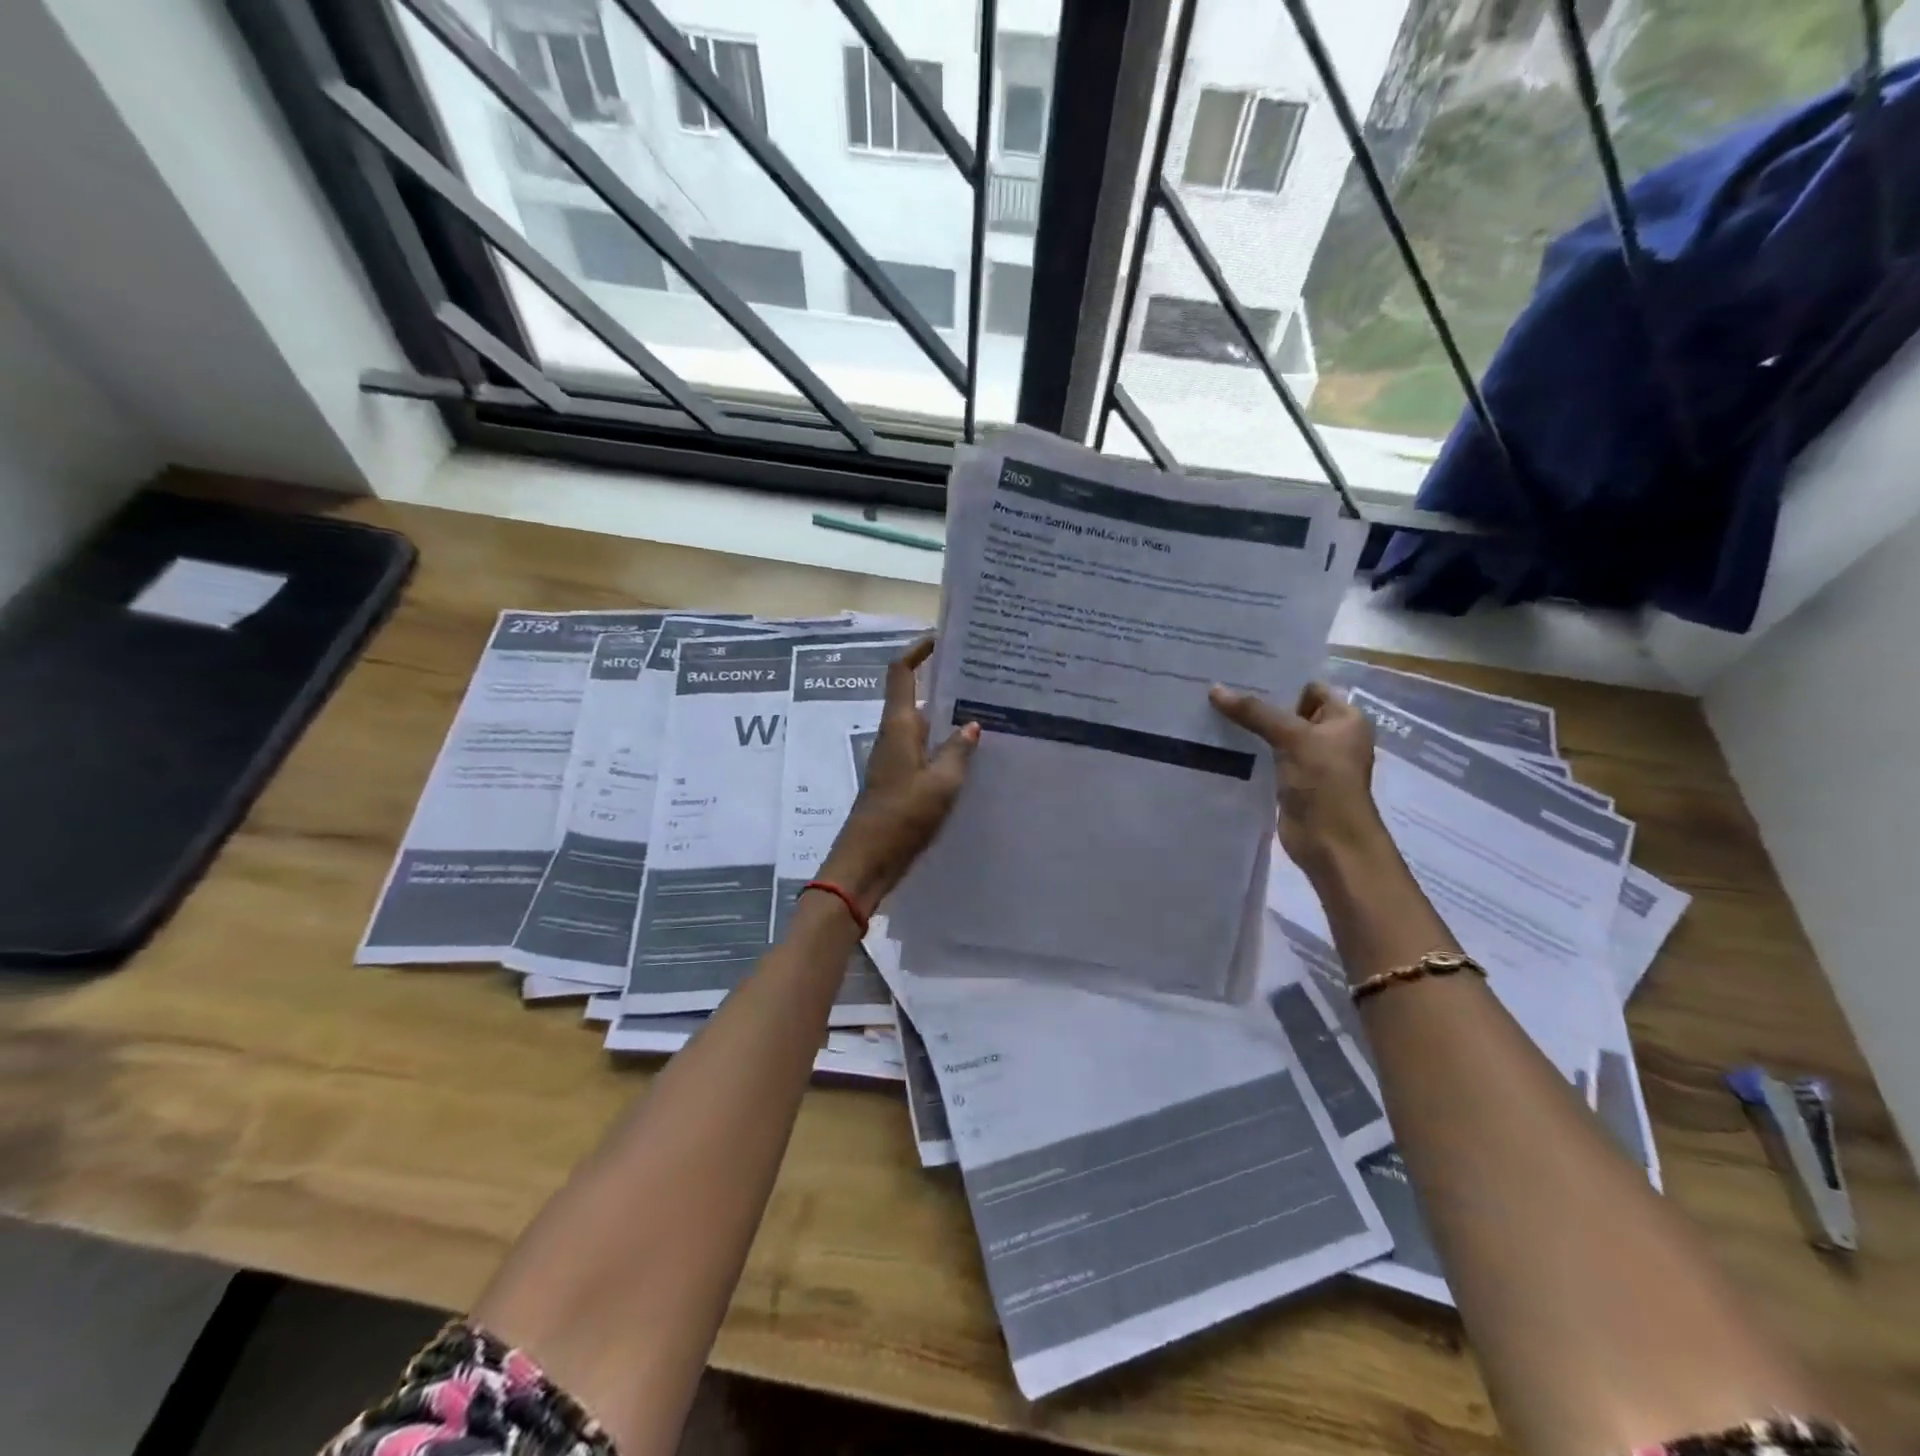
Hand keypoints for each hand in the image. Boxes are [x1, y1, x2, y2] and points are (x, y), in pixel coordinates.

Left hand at [819, 638, 977, 913]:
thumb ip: (958, 752)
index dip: (918, 650)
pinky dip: (946, 746)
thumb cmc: (902, 817)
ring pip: (925, 726)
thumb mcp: (941, 784)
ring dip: (949, 717)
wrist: (867, 862)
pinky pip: (926, 752)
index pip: (901, 673)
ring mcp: (896, 760)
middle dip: (945, 684)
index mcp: (899, 726)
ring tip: (988, 712)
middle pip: (917, 697)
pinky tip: (973, 756)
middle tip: (984, 678)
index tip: (943, 638)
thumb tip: (972, 725)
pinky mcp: (901, 782)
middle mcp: (895, 736)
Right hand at [1209, 680, 1388, 879]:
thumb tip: (1214, 689)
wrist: (1331, 842)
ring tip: (1211, 710)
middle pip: (1289, 711)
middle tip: (1218, 687)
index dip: (1279, 679)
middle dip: (1258, 703)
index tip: (1241, 671)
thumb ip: (1254, 712)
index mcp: (1345, 718)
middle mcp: (1330, 736)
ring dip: (1250, 728)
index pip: (1310, 688)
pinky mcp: (1290, 781)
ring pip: (1275, 735)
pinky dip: (1248, 751)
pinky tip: (1220, 741)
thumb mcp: (1293, 738)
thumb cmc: (1325, 782)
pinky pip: (1267, 757)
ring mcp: (1310, 760)